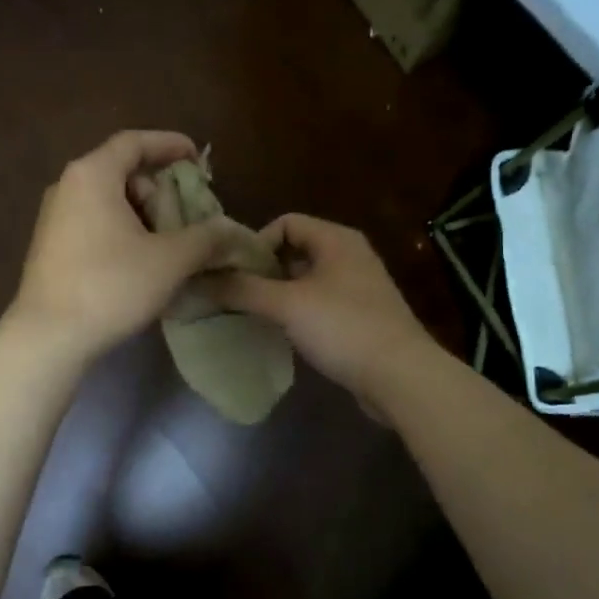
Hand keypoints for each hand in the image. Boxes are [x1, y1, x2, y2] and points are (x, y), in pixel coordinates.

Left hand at [8, 131, 244, 361]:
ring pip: (108, 201)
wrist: (48, 337)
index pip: (134, 142)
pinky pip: (94, 223)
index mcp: (93, 175)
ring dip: (143, 215)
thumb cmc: (111, 286)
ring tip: (169, 245)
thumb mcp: (170, 260)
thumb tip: (230, 230)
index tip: (197, 157)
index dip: (169, 144)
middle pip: (122, 172)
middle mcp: (68, 187)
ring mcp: (54, 218)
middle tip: (188, 215)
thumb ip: (206, 238)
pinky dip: (123, 231)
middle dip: (159, 190)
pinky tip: (141, 263)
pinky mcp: (50, 247)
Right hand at [202, 213, 438, 413]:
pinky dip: (297, 313)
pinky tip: (281, 334)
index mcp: (336, 239)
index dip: (256, 243)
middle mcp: (349, 255)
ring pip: (305, 280)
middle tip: (236, 296)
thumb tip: (198, 280)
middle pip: (294, 251)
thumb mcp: (286, 305)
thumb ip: (242, 290)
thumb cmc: (343, 328)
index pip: (285, 222)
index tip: (236, 274)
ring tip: (252, 316)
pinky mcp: (360, 317)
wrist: (401, 376)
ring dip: (277, 295)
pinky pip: (319, 304)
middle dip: (263, 271)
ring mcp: (357, 288)